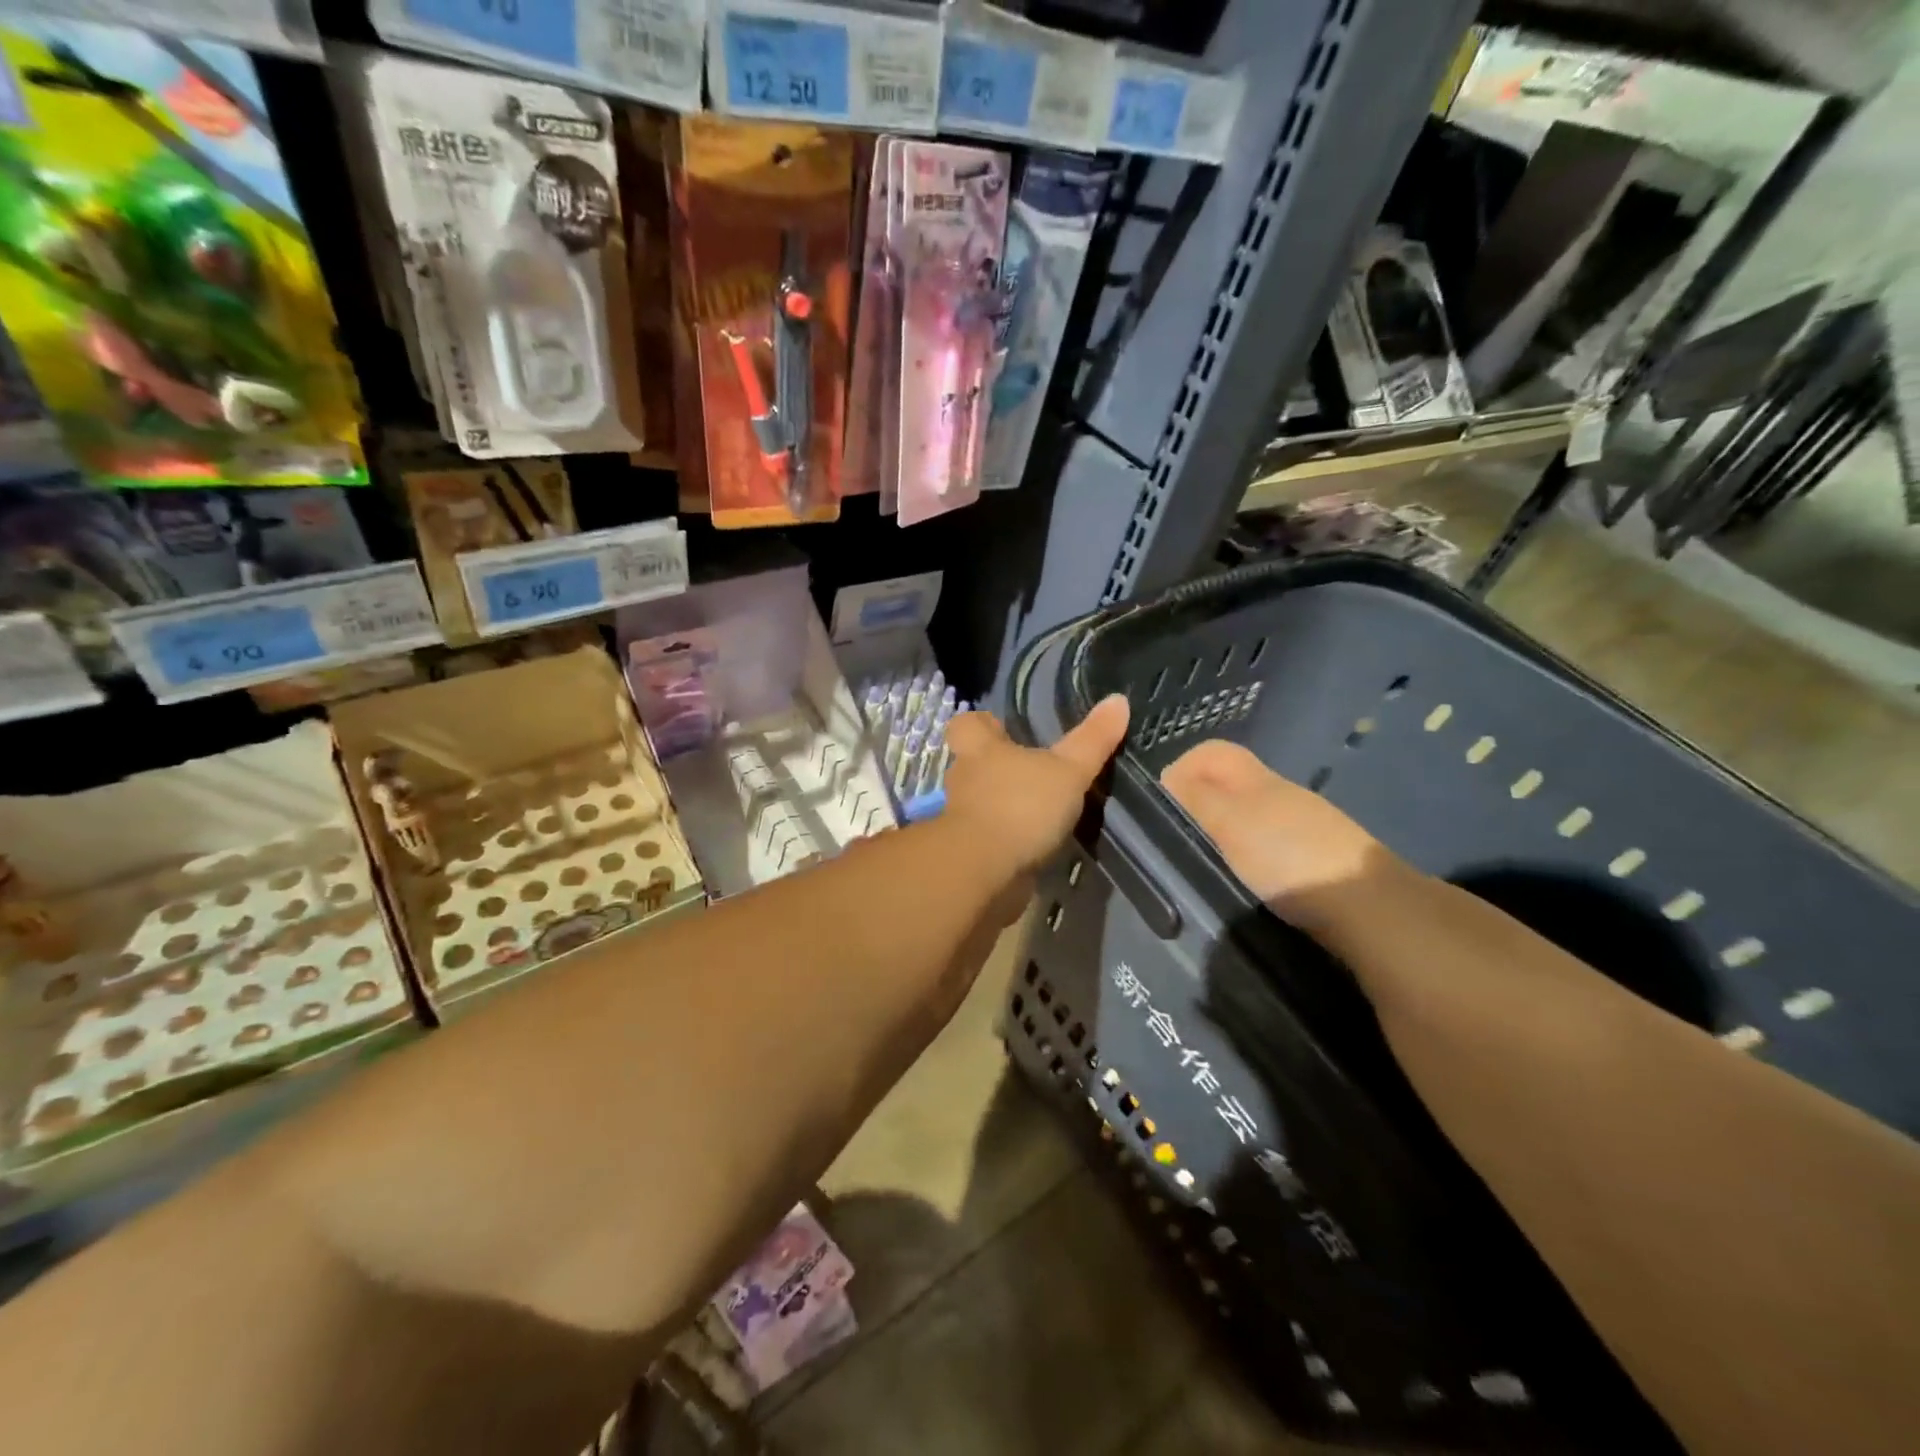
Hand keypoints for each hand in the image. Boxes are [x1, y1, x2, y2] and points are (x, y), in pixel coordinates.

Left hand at [944, 694, 1129, 876]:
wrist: (982, 872)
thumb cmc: (1021, 806)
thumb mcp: (1068, 770)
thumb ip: (1092, 739)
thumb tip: (1118, 699)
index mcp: (981, 750)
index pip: (966, 725)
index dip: (982, 724)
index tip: (1003, 728)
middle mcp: (965, 780)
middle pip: (973, 764)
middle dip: (998, 768)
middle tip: (1033, 772)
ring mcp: (962, 819)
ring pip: (981, 802)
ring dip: (1004, 806)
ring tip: (1040, 811)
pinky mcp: (968, 853)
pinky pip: (988, 838)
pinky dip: (1007, 840)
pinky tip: (1034, 846)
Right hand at [1160, 740, 1406, 931]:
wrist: (1371, 910)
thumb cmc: (1290, 859)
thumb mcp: (1231, 824)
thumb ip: (1198, 798)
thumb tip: (1169, 777)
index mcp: (1259, 781)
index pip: (1213, 753)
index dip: (1182, 767)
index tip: (1160, 805)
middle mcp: (1283, 796)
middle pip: (1231, 784)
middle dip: (1200, 803)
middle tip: (1177, 840)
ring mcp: (1305, 829)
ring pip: (1250, 816)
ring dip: (1224, 833)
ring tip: (1205, 864)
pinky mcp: (1318, 861)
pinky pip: (1270, 845)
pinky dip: (1250, 856)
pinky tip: (1245, 882)